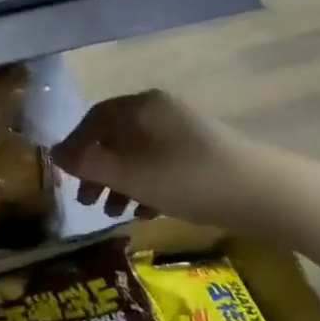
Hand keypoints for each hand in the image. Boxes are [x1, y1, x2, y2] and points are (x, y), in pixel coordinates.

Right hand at [53, 90, 276, 231]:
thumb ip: (91, 165)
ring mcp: (183, 130)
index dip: (74, 146)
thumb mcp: (132, 175)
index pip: (94, 119)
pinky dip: (146, 184)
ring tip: (113, 213)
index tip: (62, 176)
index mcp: (141, 107)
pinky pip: (161, 163)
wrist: (263, 191)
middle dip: (97, 168)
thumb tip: (56, 154)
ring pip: (138, 152)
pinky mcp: (201, 152)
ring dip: (120, 181)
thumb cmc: (187, 179)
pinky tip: (145, 212)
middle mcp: (160, 110)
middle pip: (116, 136)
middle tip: (86, 200)